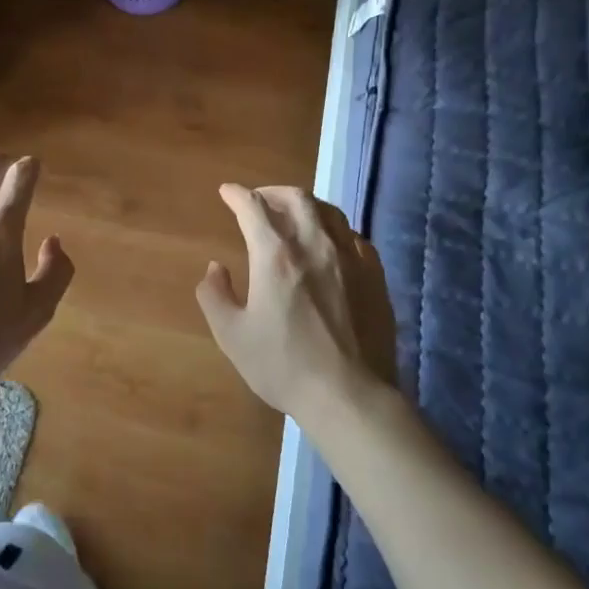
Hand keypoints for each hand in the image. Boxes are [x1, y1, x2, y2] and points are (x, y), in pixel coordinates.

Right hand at [196, 184, 396, 421]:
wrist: (350, 396)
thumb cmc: (284, 365)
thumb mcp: (232, 335)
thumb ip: (215, 295)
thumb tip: (215, 268)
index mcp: (275, 254)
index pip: (253, 207)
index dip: (237, 195)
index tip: (227, 192)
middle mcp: (314, 244)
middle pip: (296, 198)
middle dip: (273, 192)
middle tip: (259, 199)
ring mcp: (350, 257)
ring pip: (329, 211)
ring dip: (306, 205)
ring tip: (294, 214)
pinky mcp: (374, 275)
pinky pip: (353, 236)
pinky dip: (334, 230)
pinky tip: (330, 244)